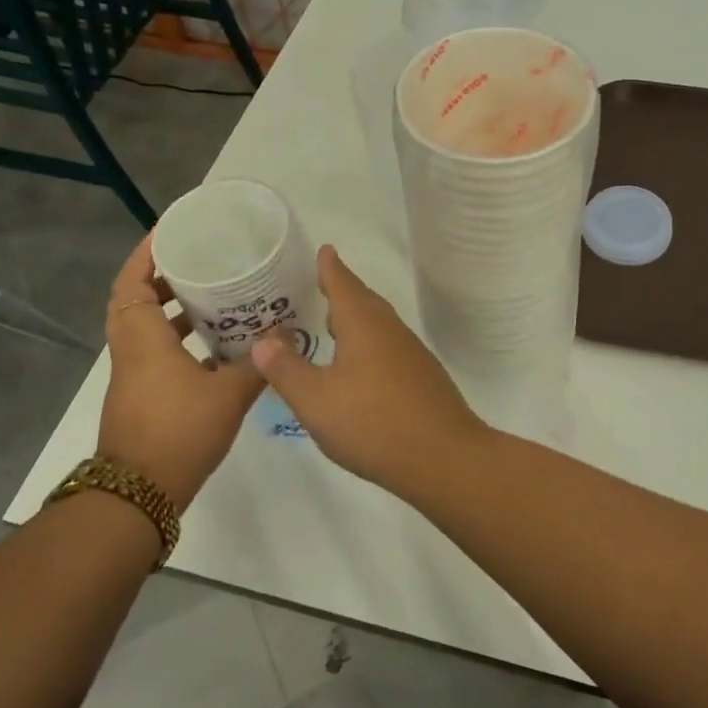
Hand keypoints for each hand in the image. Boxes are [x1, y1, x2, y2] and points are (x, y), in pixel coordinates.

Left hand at [98, 236, 263, 506]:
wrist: (138, 495)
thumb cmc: (179, 432)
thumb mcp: (228, 394)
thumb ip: (258, 364)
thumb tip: (286, 336)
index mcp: (143, 339)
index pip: (132, 282)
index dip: (147, 253)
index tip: (173, 232)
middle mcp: (131, 351)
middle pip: (136, 300)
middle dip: (163, 276)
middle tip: (201, 260)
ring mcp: (134, 375)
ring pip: (145, 328)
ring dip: (171, 309)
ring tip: (212, 296)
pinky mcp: (142, 396)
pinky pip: (155, 351)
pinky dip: (178, 339)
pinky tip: (216, 346)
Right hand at [250, 246, 488, 493]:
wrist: (444, 457)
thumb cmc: (373, 423)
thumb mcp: (315, 400)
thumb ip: (286, 369)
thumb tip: (264, 340)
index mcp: (364, 325)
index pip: (344, 285)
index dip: (331, 268)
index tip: (325, 250)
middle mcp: (391, 331)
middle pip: (365, 302)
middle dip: (343, 292)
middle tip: (322, 285)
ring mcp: (412, 355)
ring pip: (379, 326)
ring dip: (357, 320)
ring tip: (335, 324)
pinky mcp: (423, 379)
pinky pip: (389, 349)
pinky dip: (370, 345)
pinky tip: (361, 368)